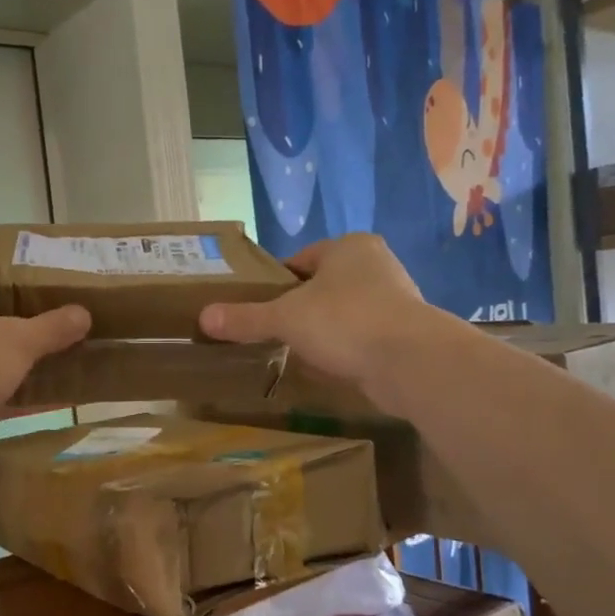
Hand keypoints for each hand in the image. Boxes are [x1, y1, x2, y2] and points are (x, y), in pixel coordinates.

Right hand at [198, 234, 433, 408]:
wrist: (410, 362)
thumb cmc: (345, 321)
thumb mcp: (285, 318)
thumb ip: (246, 318)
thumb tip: (203, 317)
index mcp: (348, 247)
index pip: (300, 259)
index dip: (275, 282)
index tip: (258, 307)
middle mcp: (375, 265)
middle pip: (322, 286)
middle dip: (299, 308)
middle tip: (273, 332)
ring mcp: (394, 299)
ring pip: (342, 313)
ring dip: (322, 331)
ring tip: (296, 352)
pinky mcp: (403, 333)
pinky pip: (360, 338)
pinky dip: (343, 350)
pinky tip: (327, 368)